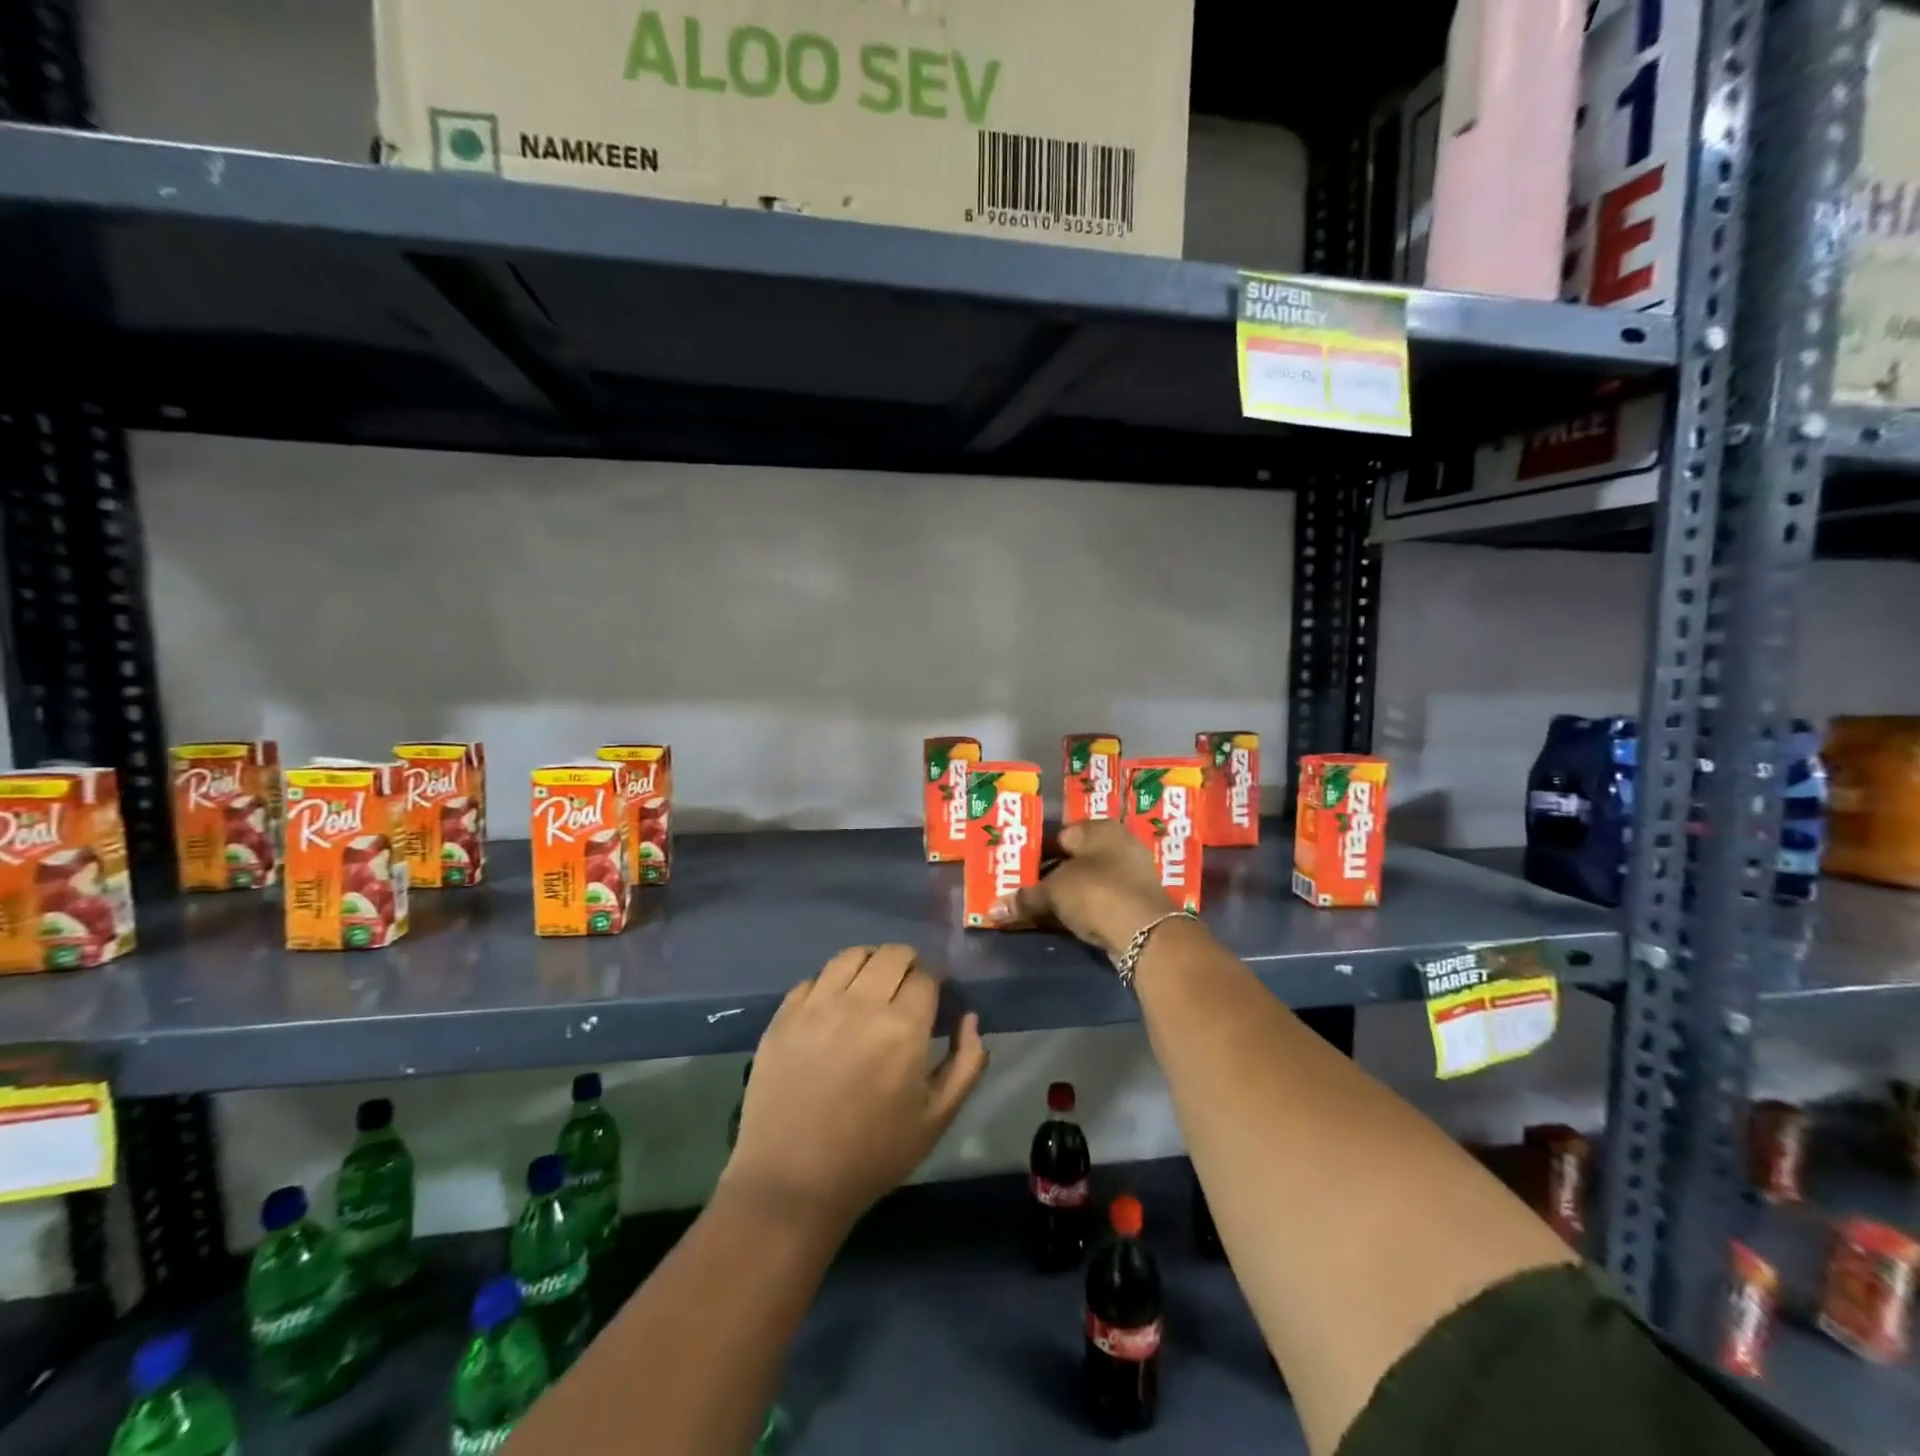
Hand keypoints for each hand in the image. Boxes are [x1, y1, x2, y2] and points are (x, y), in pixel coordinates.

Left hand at [724, 944, 988, 1231]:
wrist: (793, 1182)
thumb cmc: (873, 1155)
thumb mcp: (937, 1118)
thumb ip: (966, 1063)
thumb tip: (971, 1018)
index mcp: (902, 1028)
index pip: (926, 976)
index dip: (934, 983)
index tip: (932, 999)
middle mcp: (860, 1004)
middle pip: (892, 954)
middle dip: (907, 965)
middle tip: (906, 990)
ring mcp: (817, 1006)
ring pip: (851, 955)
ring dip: (870, 963)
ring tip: (870, 988)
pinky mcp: (784, 1016)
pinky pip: (814, 978)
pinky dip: (831, 982)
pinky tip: (833, 1007)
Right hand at [986, 819, 1172, 956]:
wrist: (1145, 934)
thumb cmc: (1096, 893)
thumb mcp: (1053, 893)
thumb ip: (1024, 898)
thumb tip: (992, 910)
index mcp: (1100, 829)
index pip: (1060, 834)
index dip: (1036, 852)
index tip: (1016, 869)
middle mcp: (1119, 846)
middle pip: (1074, 860)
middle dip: (1049, 876)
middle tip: (1022, 890)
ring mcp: (1131, 876)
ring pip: (1087, 883)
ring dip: (1065, 896)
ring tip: (1036, 909)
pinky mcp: (1136, 905)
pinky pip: (1099, 902)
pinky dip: (1082, 911)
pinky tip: (1061, 922)